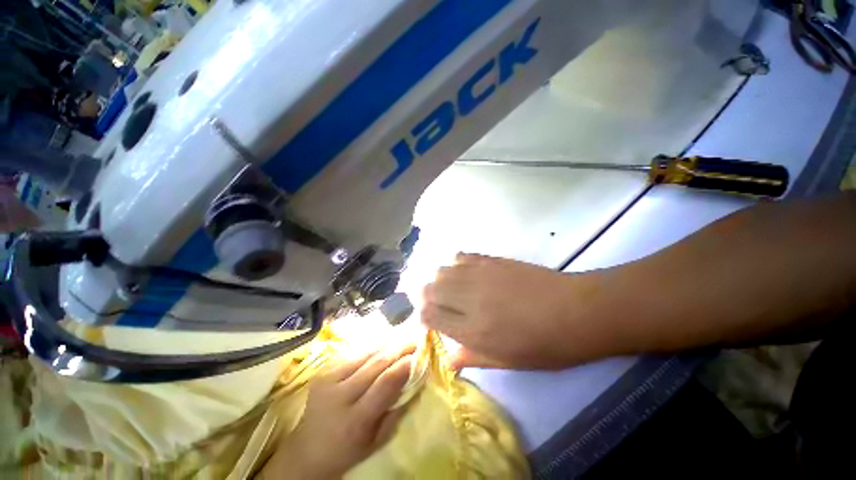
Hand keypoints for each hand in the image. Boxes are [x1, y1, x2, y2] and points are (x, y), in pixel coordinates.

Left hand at [260, 346, 413, 479]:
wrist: (306, 452)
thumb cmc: (347, 451)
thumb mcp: (376, 441)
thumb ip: (396, 410)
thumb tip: (414, 380)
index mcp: (355, 420)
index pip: (385, 383)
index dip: (404, 365)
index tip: (420, 353)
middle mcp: (340, 396)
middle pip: (376, 363)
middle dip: (399, 348)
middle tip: (415, 339)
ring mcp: (328, 380)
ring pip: (365, 353)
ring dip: (387, 344)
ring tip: (402, 338)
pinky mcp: (323, 372)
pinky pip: (353, 353)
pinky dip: (372, 348)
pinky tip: (383, 344)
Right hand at [421, 253, 582, 369]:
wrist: (576, 310)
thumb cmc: (545, 345)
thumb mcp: (508, 362)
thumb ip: (473, 357)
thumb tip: (448, 359)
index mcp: (473, 330)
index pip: (430, 315)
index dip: (423, 316)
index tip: (429, 319)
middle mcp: (470, 299)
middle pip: (430, 289)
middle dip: (425, 297)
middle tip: (435, 303)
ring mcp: (480, 275)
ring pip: (442, 271)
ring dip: (439, 281)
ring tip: (450, 289)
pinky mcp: (491, 260)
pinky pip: (461, 257)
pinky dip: (456, 264)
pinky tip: (465, 272)